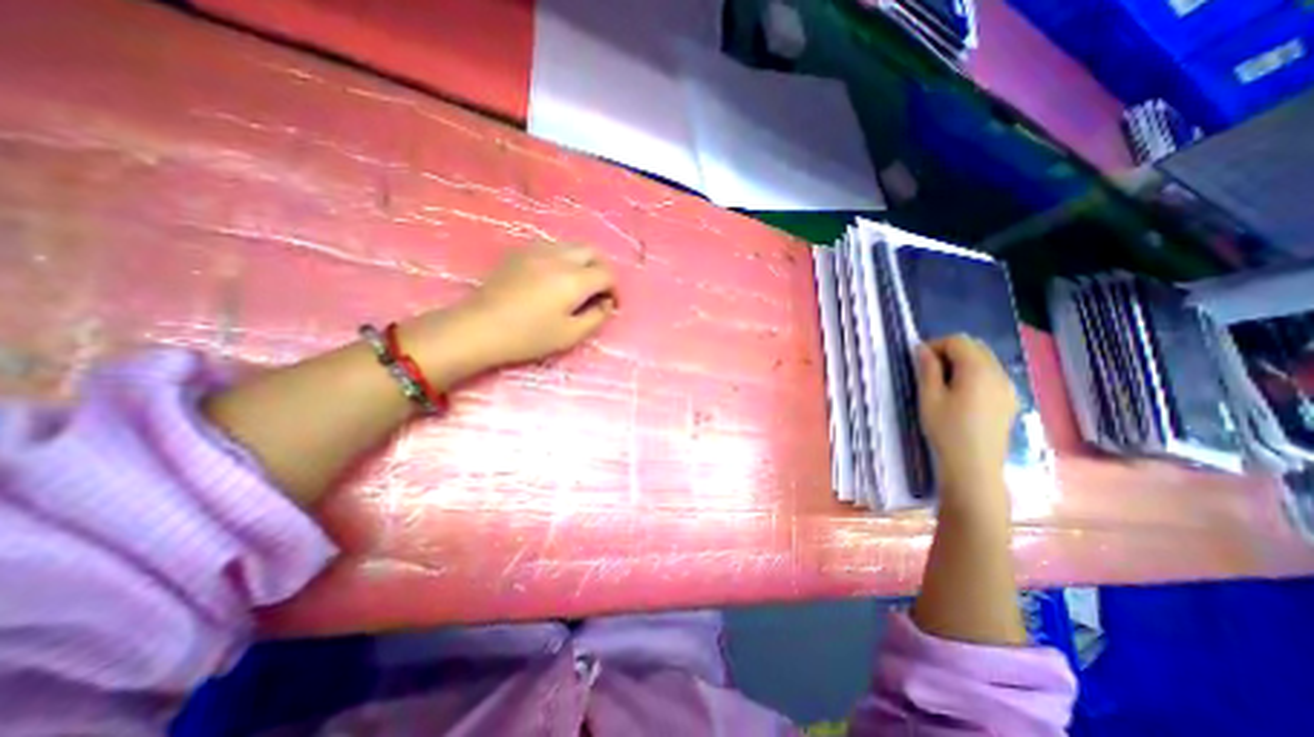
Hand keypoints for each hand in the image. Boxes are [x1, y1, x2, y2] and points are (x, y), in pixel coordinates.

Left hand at [407, 242, 615, 386]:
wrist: (480, 327)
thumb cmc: (529, 336)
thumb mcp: (570, 335)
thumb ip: (596, 318)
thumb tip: (606, 304)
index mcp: (574, 280)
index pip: (607, 274)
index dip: (614, 290)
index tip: (610, 305)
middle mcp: (559, 258)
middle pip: (592, 251)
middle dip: (602, 269)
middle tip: (599, 290)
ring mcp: (537, 251)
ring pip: (572, 246)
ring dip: (583, 262)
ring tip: (578, 284)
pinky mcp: (520, 252)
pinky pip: (552, 247)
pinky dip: (563, 259)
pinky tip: (554, 278)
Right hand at [918, 335, 1018, 513]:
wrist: (974, 466)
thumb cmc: (946, 429)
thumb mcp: (929, 397)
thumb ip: (928, 369)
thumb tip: (923, 349)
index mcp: (978, 370)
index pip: (958, 341)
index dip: (935, 345)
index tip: (918, 361)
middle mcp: (999, 373)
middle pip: (975, 347)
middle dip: (950, 351)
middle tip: (929, 370)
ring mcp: (1008, 388)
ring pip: (985, 361)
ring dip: (962, 363)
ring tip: (943, 383)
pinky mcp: (1010, 401)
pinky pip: (992, 376)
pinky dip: (974, 375)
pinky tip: (961, 395)